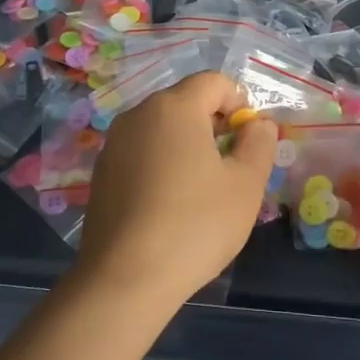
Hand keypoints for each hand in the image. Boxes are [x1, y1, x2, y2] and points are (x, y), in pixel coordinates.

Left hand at [75, 71, 278, 310]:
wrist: (126, 278)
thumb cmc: (195, 224)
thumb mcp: (245, 185)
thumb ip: (259, 144)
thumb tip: (258, 124)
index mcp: (174, 107)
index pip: (214, 82)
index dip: (239, 103)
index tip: (249, 141)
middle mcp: (138, 114)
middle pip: (185, 102)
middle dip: (213, 124)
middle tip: (231, 166)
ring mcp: (113, 143)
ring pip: (161, 128)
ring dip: (186, 145)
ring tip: (201, 188)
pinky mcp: (101, 173)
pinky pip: (140, 153)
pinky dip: (160, 164)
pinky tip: (169, 204)